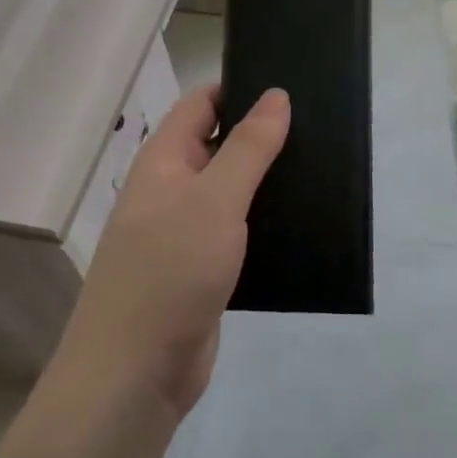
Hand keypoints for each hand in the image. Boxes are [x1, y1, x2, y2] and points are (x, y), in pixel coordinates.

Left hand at [53, 85, 289, 420]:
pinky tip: (302, 221)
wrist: (136, 372)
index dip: (238, 88)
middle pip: (217, 145)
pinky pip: (235, 232)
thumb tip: (276, 95)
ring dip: (265, 180)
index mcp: (163, 161)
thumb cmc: (171, 269)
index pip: (200, 104)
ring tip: (321, 166)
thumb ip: (248, 147)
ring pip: (230, 191)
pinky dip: (262, 222)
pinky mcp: (201, 270)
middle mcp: (170, 190)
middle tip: (318, 125)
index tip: (287, 85)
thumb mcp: (215, 199)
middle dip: (260, 134)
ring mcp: (184, 232)